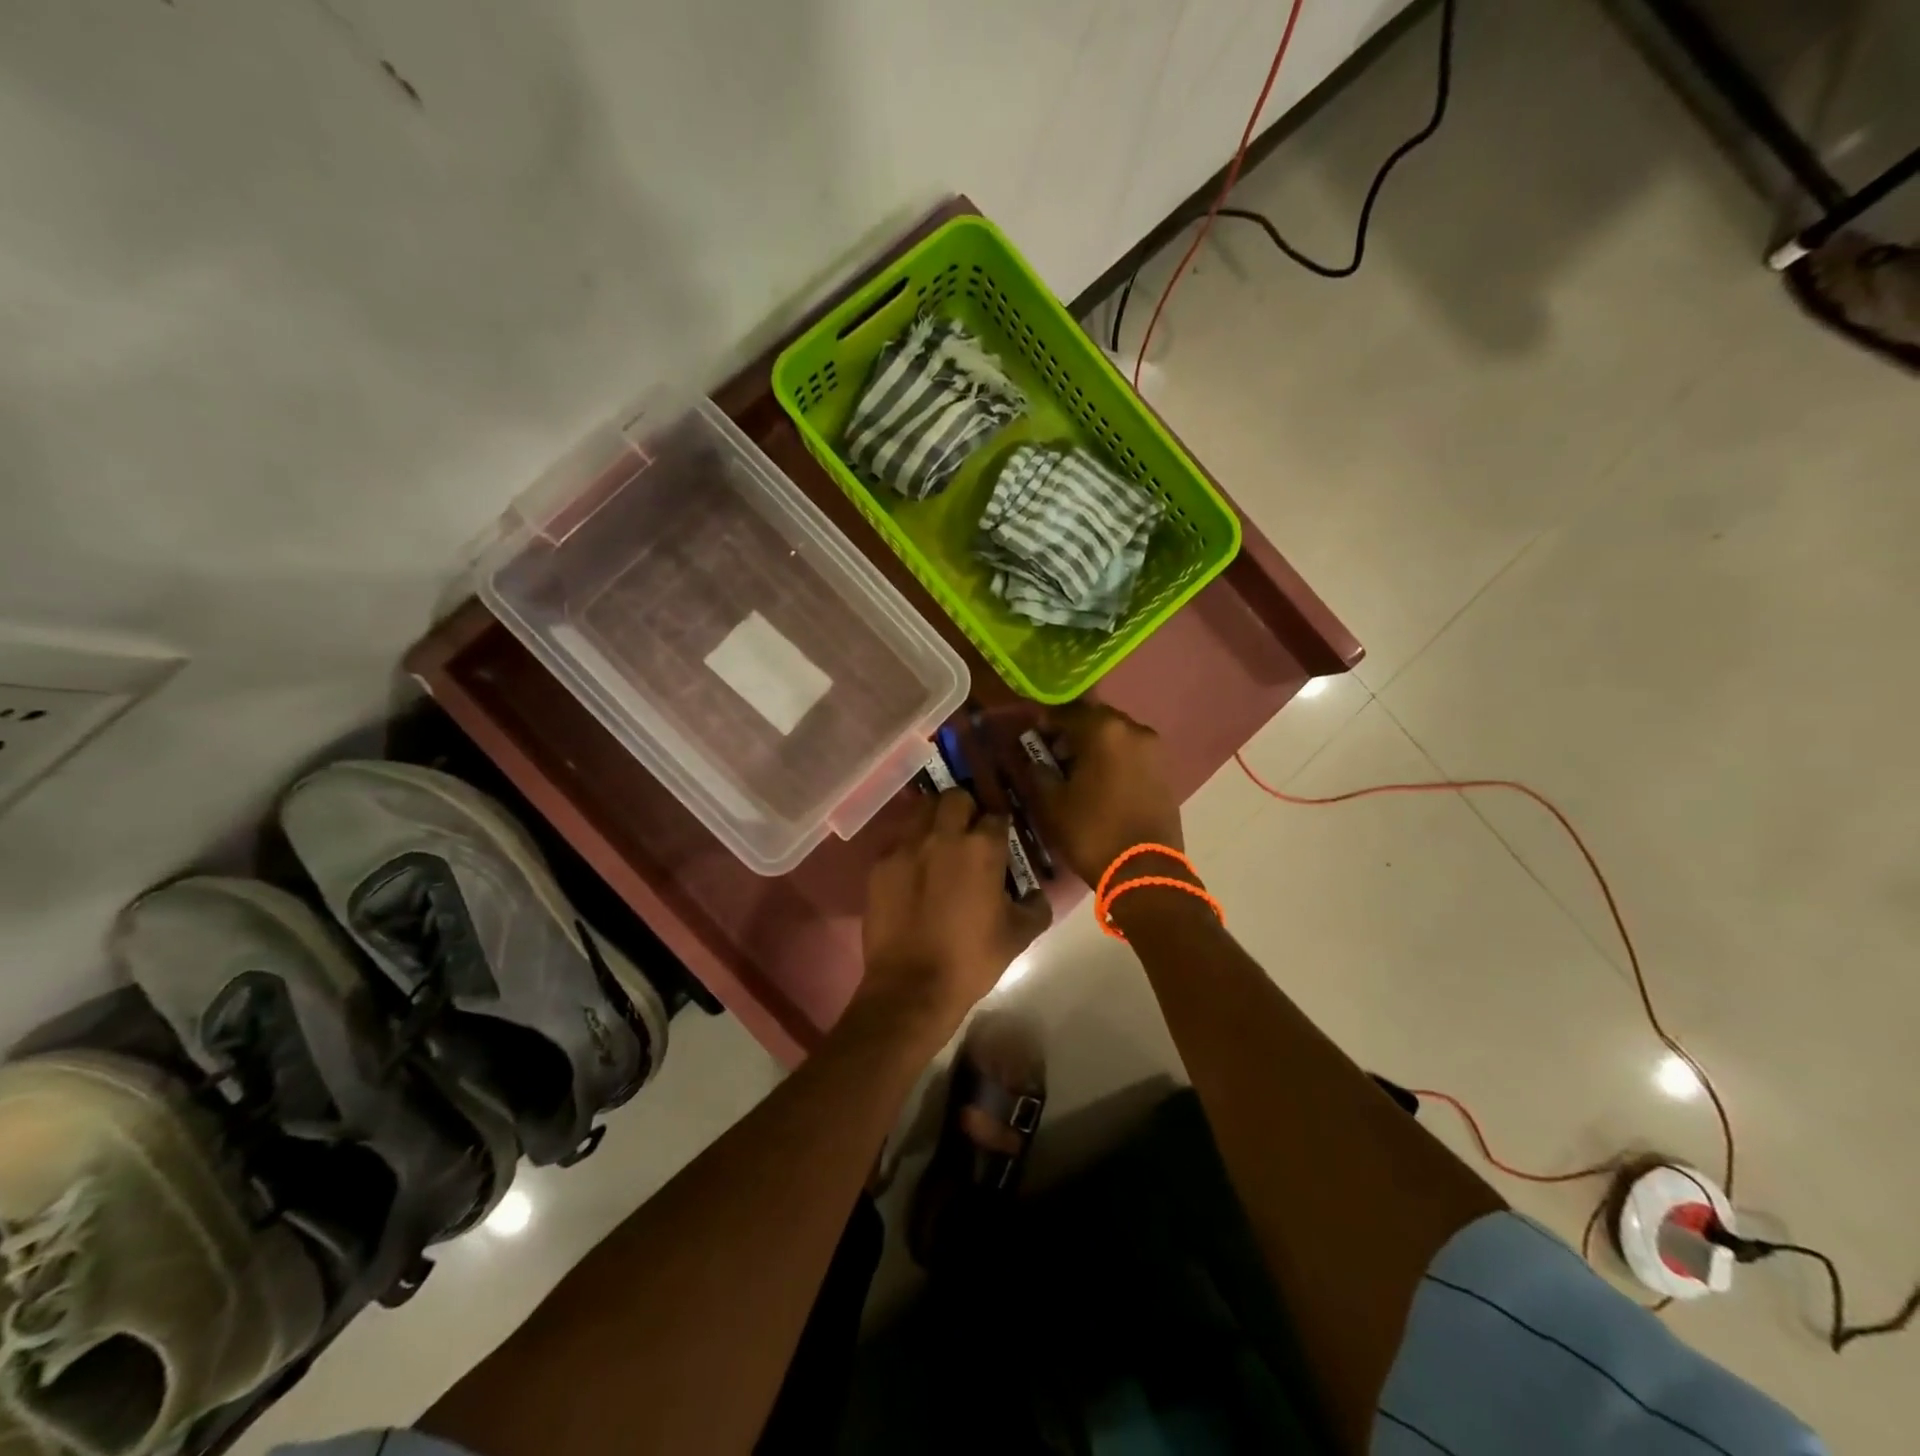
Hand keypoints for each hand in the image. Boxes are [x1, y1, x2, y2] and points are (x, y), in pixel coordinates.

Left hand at [856, 790, 1051, 1047]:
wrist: (911, 988)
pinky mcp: (880, 864)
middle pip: (956, 798)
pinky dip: (908, 845)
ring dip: (934, 818)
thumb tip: (1036, 893)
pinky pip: (897, 839)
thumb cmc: (971, 960)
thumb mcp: (1019, 936)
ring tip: (938, 841)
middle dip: (966, 809)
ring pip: (921, 809)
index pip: (996, 816)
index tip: (1000, 839)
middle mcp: (943, 836)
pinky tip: (912, 868)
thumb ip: (1036, 906)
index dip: (1000, 826)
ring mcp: (906, 847)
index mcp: (982, 848)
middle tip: (968, 832)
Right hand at [1030, 701, 1185, 887]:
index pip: (1066, 712)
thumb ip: (1038, 771)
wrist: (1145, 871)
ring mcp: (1154, 749)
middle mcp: (1133, 729)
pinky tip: (1100, 781)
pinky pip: (1131, 753)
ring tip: (1076, 771)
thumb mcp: (1051, 803)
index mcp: (1103, 730)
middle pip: (1094, 719)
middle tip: (1053, 754)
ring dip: (1094, 745)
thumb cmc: (1091, 832)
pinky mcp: (1165, 770)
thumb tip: (1034, 758)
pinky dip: (1113, 759)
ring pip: (1115, 735)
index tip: (1031, 737)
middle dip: (1072, 732)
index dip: (1044, 722)